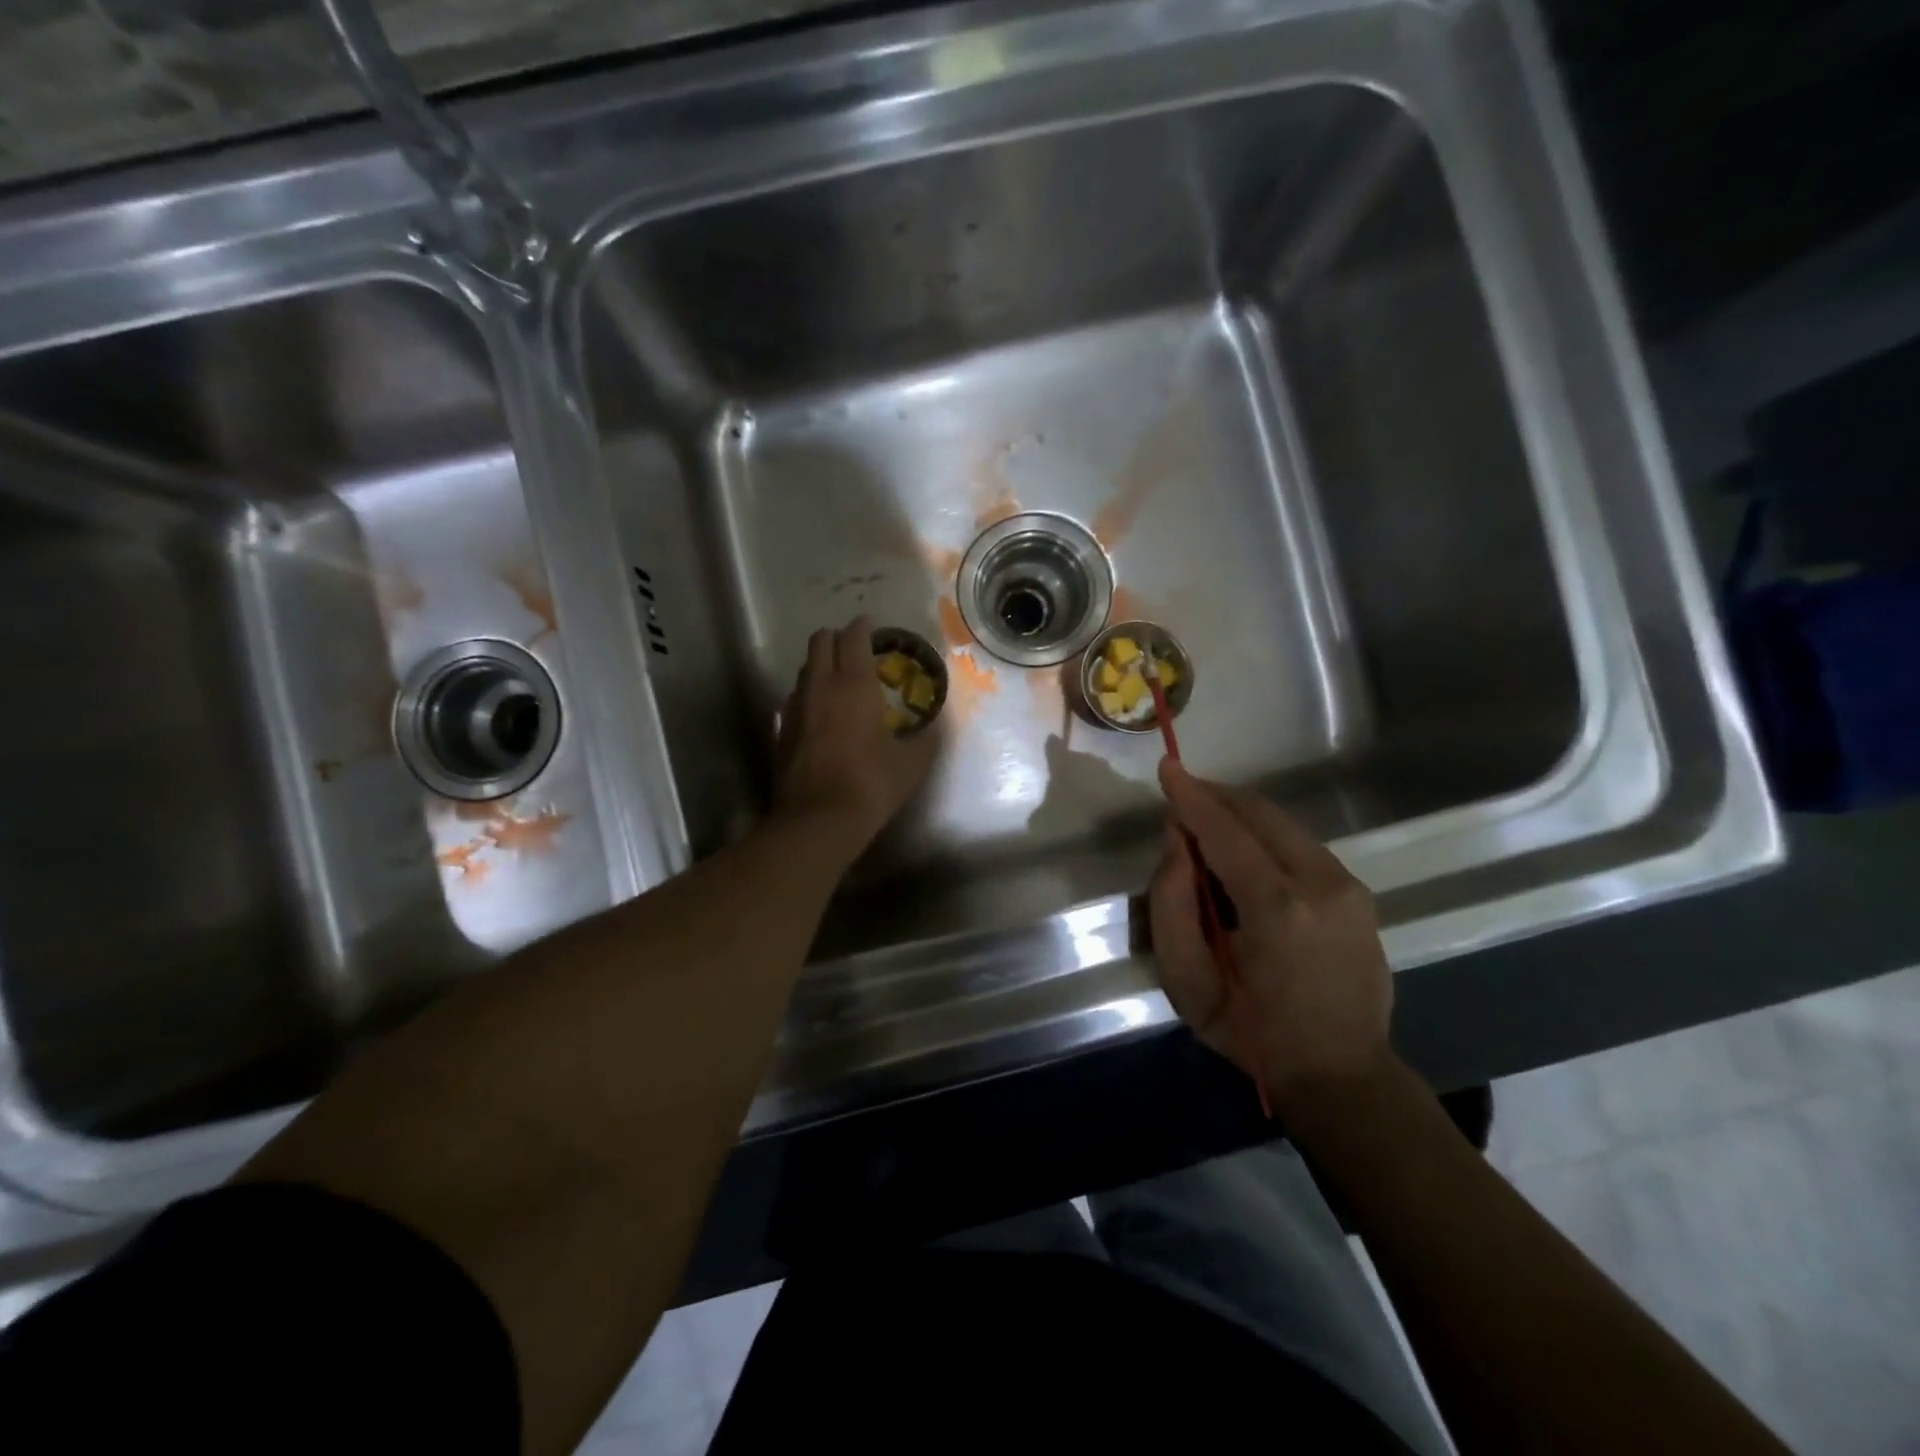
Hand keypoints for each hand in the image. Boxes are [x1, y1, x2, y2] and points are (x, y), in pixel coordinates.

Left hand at [774, 616, 937, 856]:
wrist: (818, 820)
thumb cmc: (871, 784)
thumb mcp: (912, 763)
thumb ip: (925, 738)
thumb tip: (933, 727)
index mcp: (854, 684)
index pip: (853, 637)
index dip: (863, 627)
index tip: (872, 626)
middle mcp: (820, 686)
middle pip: (820, 641)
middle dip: (837, 638)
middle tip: (855, 650)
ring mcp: (795, 707)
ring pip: (804, 669)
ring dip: (820, 666)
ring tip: (838, 681)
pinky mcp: (780, 729)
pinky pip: (795, 698)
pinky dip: (808, 695)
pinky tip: (821, 714)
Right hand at [1150, 759, 1391, 1114]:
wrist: (1342, 1074)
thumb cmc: (1252, 1033)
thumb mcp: (1188, 981)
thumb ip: (1171, 905)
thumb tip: (1177, 841)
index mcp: (1277, 908)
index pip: (1225, 831)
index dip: (1191, 796)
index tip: (1166, 766)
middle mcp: (1321, 883)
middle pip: (1260, 813)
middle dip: (1216, 796)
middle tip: (1181, 794)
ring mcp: (1348, 886)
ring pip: (1283, 823)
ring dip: (1240, 814)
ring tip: (1205, 825)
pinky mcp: (1358, 893)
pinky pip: (1301, 844)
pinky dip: (1265, 835)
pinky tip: (1244, 855)